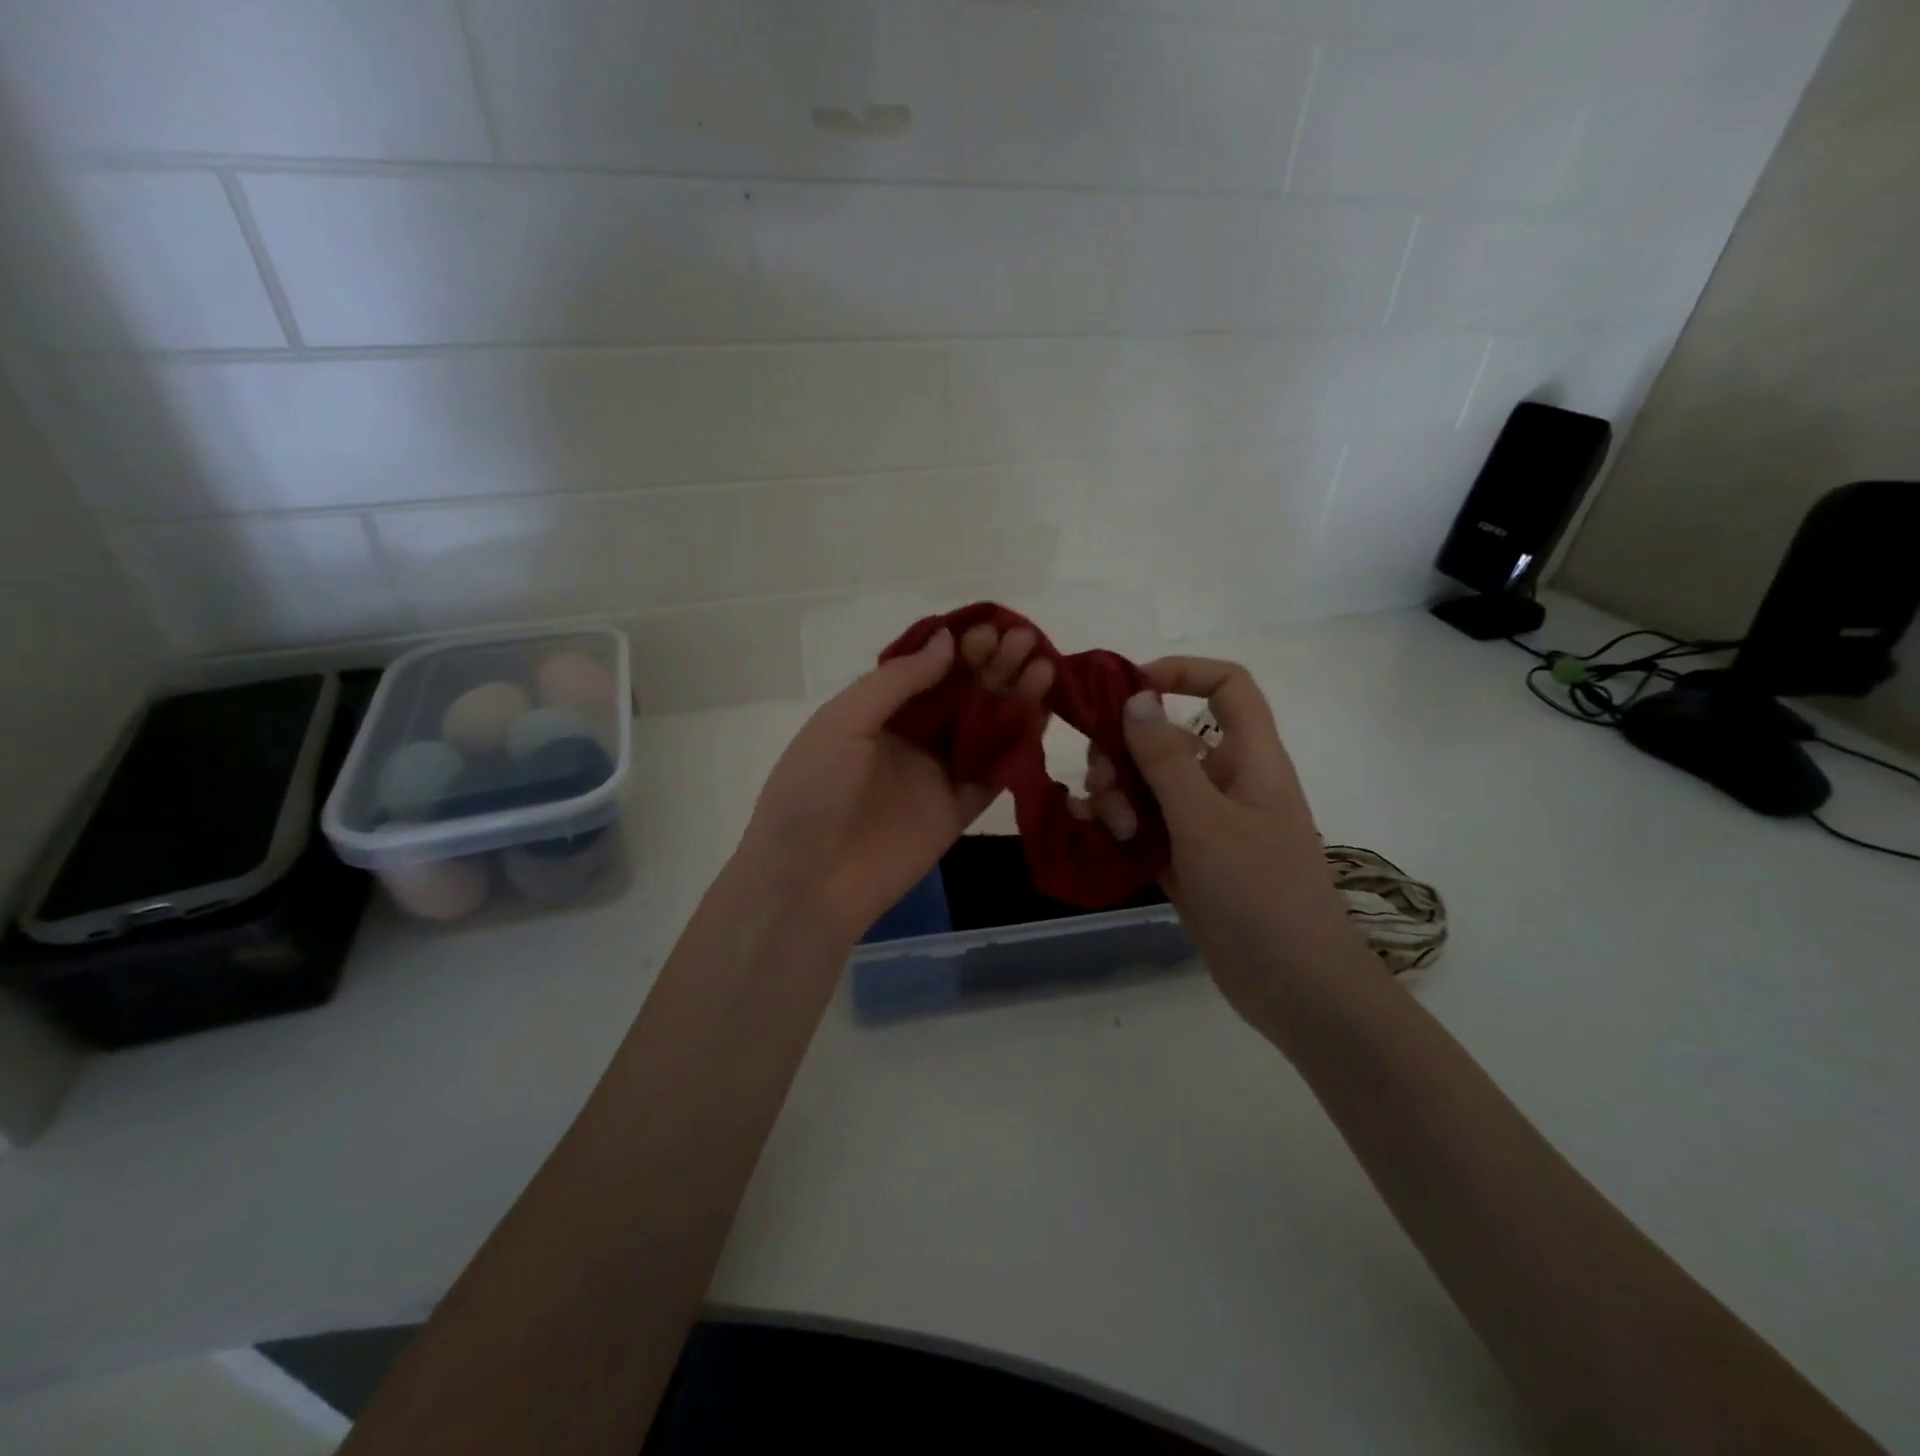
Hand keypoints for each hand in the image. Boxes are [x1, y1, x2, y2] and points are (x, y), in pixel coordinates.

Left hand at [737, 621, 1052, 941]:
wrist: (808, 883)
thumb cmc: (812, 792)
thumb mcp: (843, 723)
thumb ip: (897, 682)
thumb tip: (947, 642)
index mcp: (877, 712)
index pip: (927, 669)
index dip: (959, 648)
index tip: (989, 630)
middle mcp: (911, 737)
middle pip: (961, 694)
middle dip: (992, 665)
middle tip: (1023, 643)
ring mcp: (937, 773)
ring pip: (984, 728)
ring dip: (1012, 698)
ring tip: (1042, 669)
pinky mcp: (958, 810)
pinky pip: (995, 773)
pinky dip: (1019, 746)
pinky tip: (1042, 717)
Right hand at [1078, 657, 1378, 1023]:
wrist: (1294, 986)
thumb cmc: (1260, 892)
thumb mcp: (1206, 820)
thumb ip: (1166, 758)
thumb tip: (1136, 697)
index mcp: (1251, 759)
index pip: (1228, 687)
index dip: (1182, 673)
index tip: (1129, 690)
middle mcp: (1227, 782)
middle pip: (1169, 738)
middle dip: (1126, 750)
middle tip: (1103, 780)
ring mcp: (1205, 824)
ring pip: (1149, 784)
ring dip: (1118, 793)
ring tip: (1110, 825)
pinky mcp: (1186, 860)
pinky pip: (1143, 825)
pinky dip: (1117, 825)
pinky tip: (1092, 833)